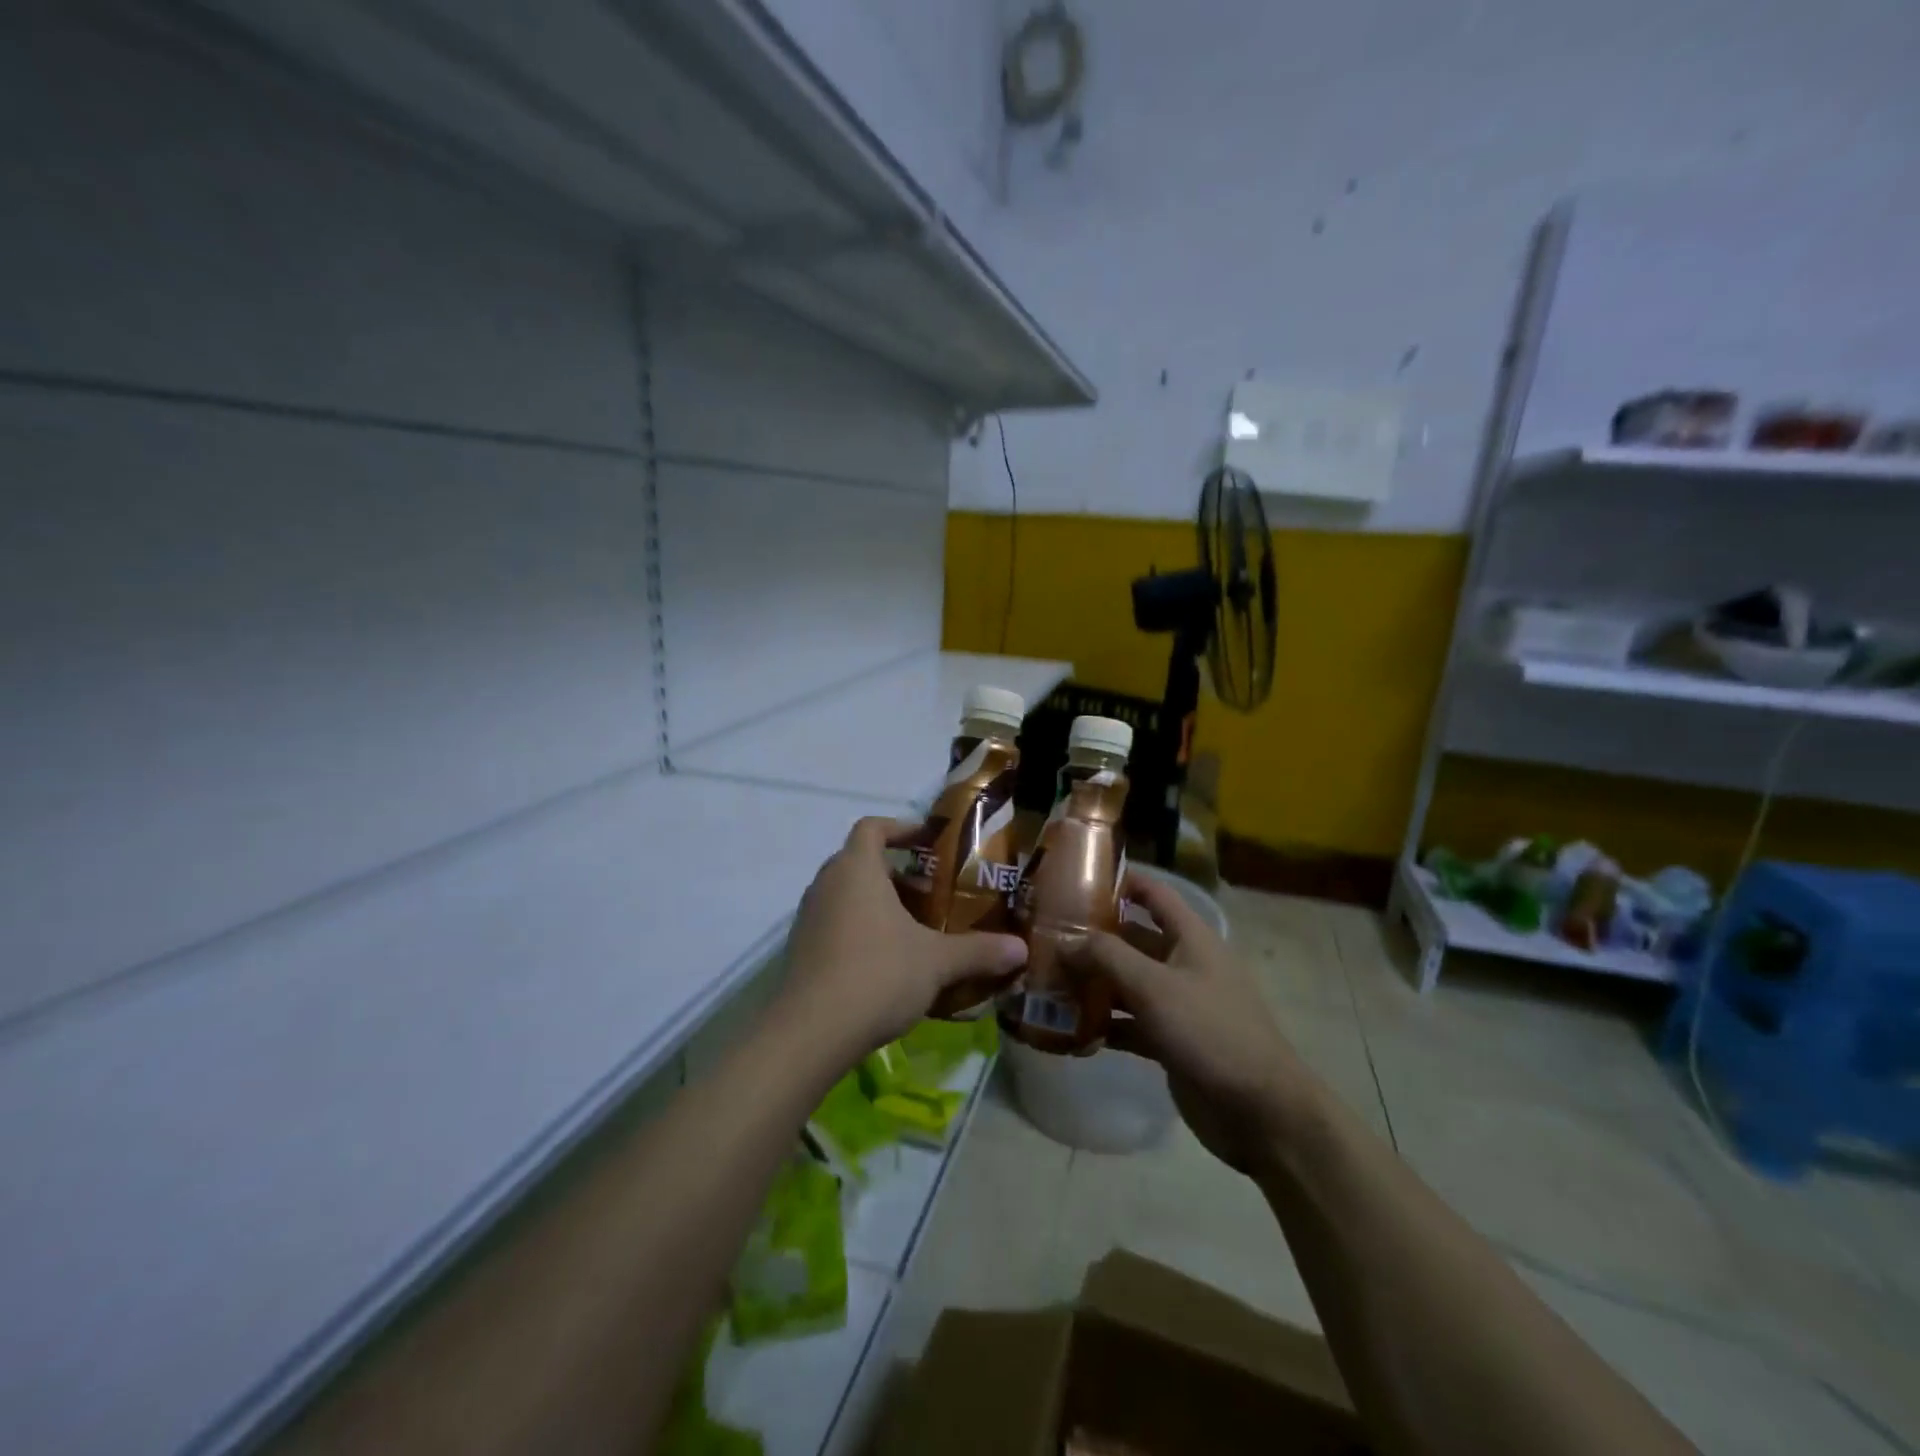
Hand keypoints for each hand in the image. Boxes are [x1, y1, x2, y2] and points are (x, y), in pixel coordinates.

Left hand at [779, 817, 1027, 1062]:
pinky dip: (858, 930)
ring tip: (912, 929)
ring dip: (875, 903)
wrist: (810, 1033)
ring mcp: (808, 918)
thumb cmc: (877, 975)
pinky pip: (834, 924)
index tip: (927, 842)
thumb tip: (1021, 949)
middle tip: (928, 892)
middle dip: (894, 872)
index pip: (872, 827)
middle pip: (858, 861)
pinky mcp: (800, 950)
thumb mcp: (936, 962)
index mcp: (856, 869)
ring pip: (845, 895)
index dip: (900, 828)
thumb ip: (979, 950)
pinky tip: (885, 963)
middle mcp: (826, 884)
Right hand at [1066, 873, 1308, 1173]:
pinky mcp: (1171, 1041)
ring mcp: (1178, 1004)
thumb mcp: (1153, 986)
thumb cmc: (1209, 1031)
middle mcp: (1184, 963)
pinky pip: (1130, 1023)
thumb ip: (1106, 957)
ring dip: (1092, 983)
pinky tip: (1070, 1030)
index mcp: (1190, 937)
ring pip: (1127, 983)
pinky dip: (1104, 1024)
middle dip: (1092, 939)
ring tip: (1046, 982)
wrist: (1260, 1111)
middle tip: (1044, 937)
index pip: (1153, 894)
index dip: (1120, 881)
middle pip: (1132, 940)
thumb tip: (1065, 940)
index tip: (1075, 879)